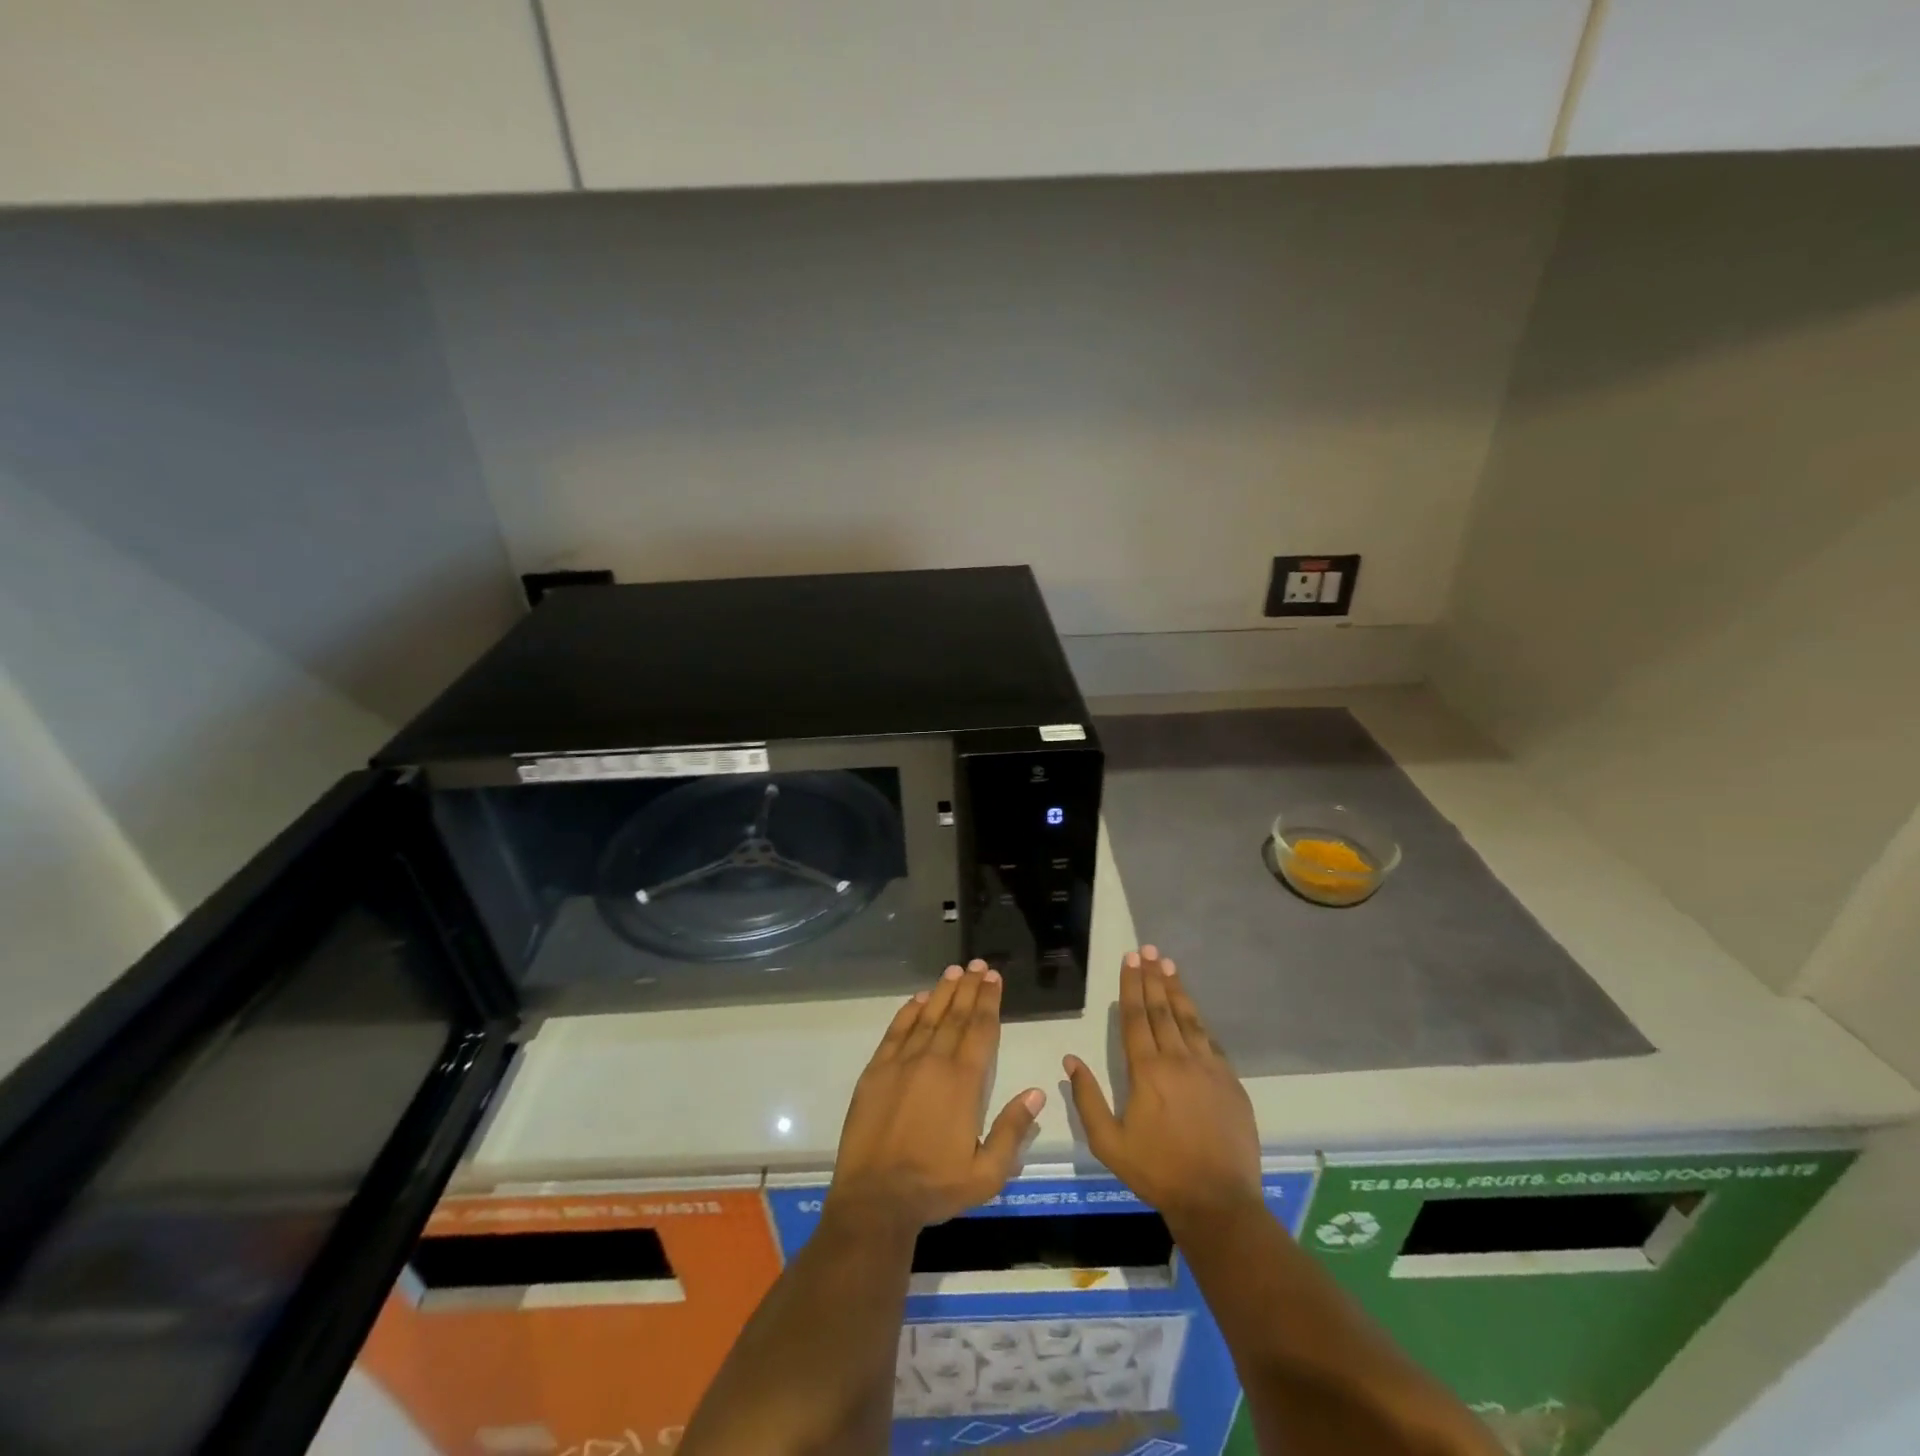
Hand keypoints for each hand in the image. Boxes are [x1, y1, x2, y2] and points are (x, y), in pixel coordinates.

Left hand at [826, 960, 1045, 1236]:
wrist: (875, 1199)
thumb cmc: (935, 1186)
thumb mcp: (986, 1174)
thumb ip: (1013, 1131)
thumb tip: (1037, 1093)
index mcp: (964, 1083)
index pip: (981, 1030)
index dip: (989, 1001)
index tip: (994, 978)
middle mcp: (934, 1062)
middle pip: (956, 1016)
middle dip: (970, 988)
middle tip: (979, 964)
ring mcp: (902, 1063)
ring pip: (928, 1017)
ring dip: (943, 992)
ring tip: (955, 971)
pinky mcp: (876, 1071)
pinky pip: (896, 1031)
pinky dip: (909, 1012)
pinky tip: (918, 999)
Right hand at [1065, 946, 1262, 1231]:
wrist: (1218, 1201)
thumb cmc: (1157, 1171)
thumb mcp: (1109, 1142)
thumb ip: (1088, 1099)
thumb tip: (1070, 1061)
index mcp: (1147, 1071)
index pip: (1137, 1017)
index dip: (1132, 985)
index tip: (1130, 959)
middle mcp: (1179, 1060)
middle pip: (1163, 1009)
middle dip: (1153, 977)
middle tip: (1149, 950)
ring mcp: (1209, 1069)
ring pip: (1190, 1020)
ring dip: (1177, 991)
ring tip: (1170, 966)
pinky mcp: (1231, 1083)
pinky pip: (1212, 1043)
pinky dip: (1200, 1022)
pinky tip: (1195, 1013)